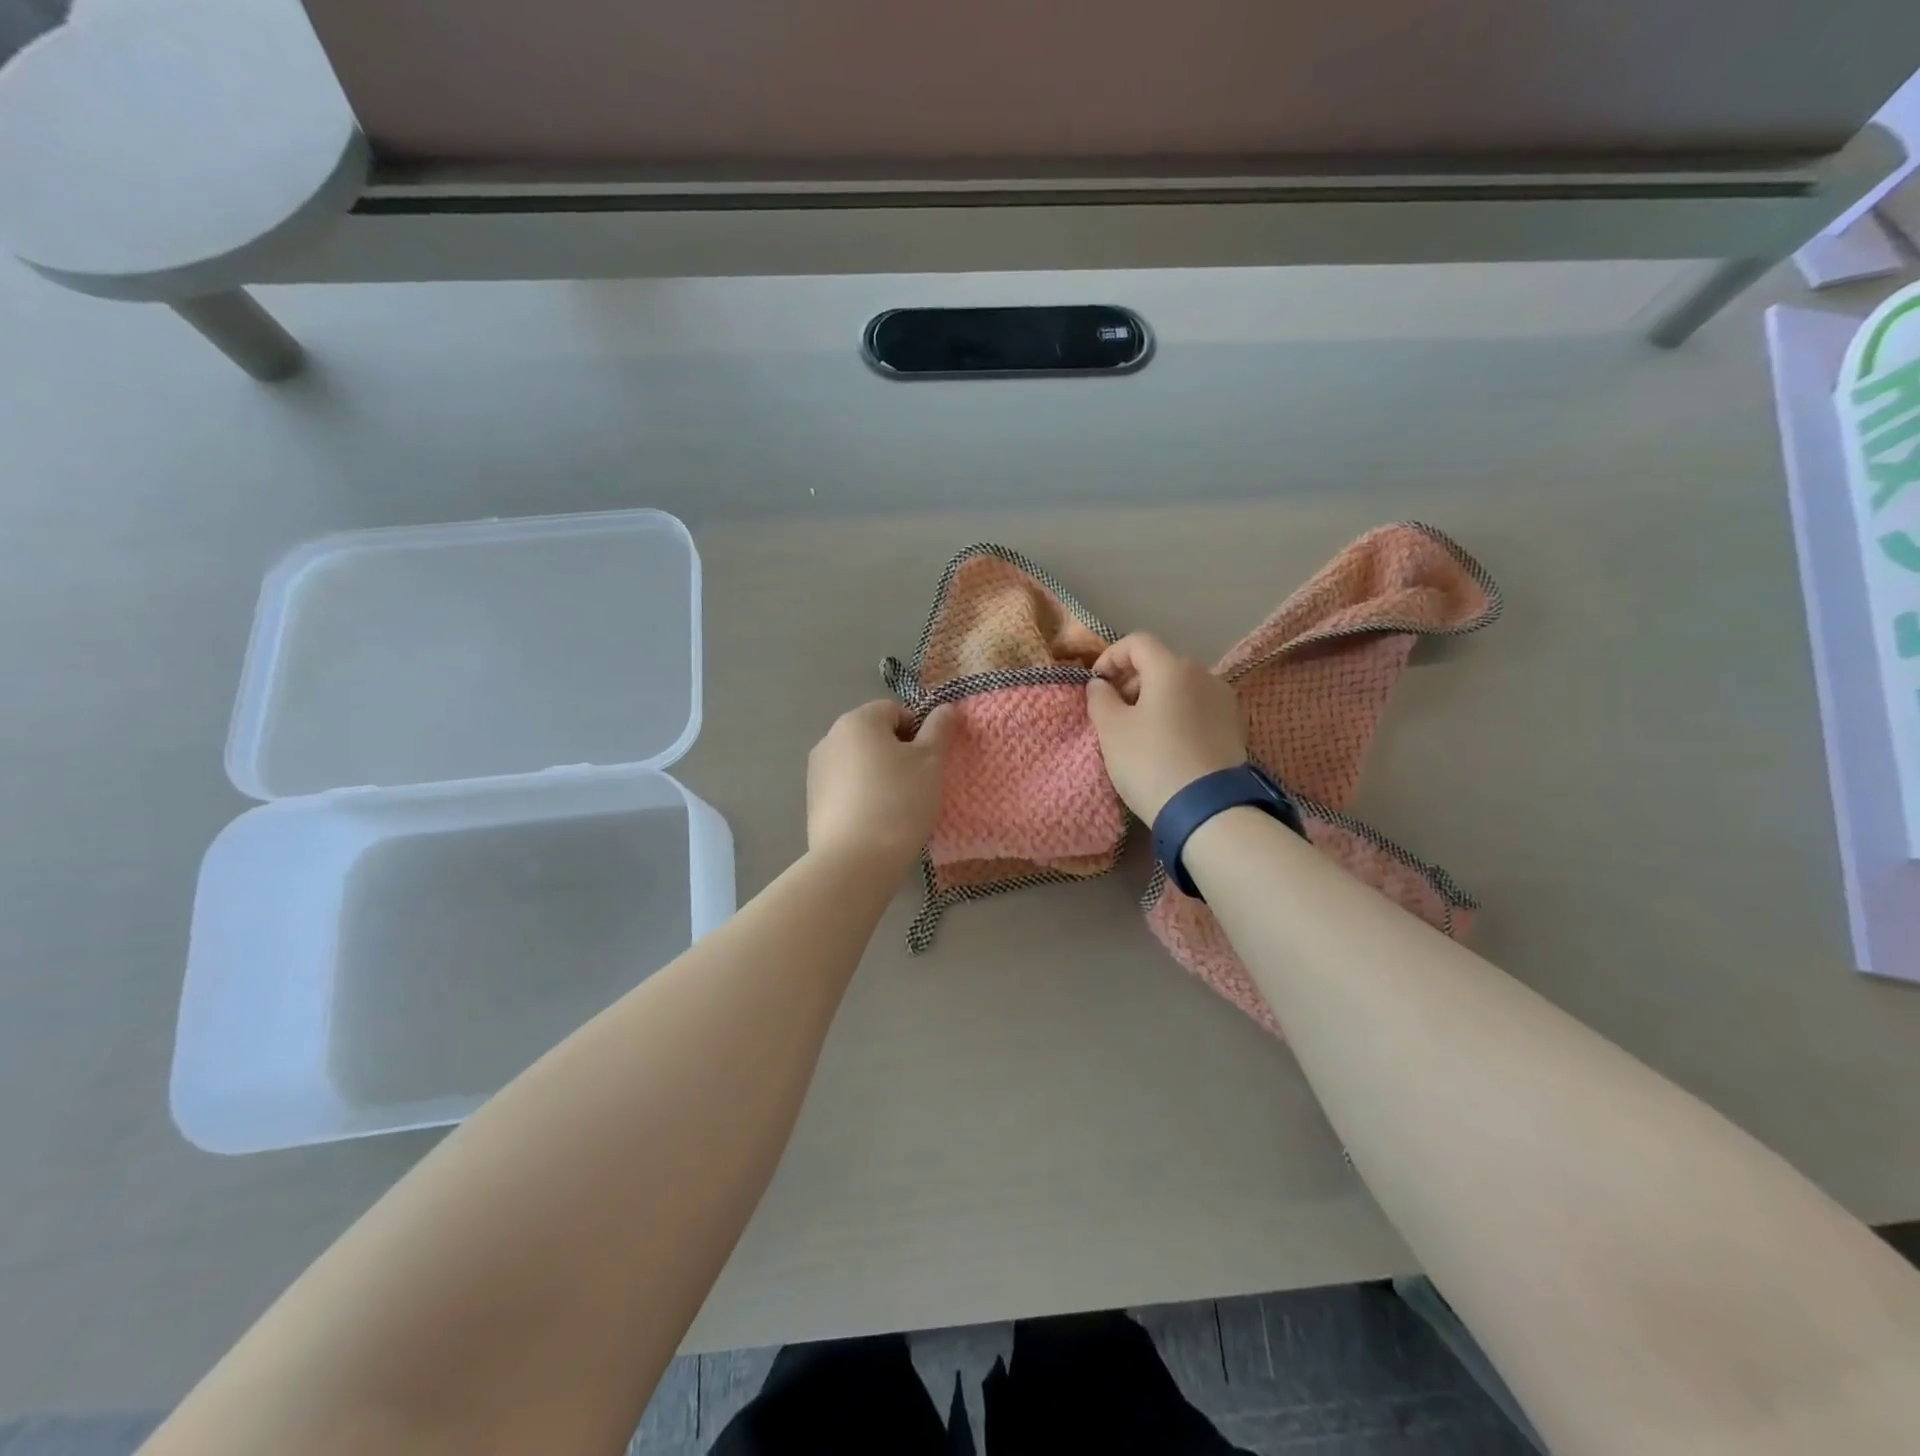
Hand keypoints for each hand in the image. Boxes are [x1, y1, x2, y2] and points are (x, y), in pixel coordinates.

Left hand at [807, 700, 956, 874]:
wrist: (856, 859)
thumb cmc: (899, 801)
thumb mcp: (931, 762)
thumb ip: (939, 729)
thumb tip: (946, 708)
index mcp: (858, 721)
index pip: (894, 711)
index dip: (917, 732)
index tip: (928, 762)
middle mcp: (830, 738)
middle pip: (873, 735)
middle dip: (897, 753)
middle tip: (917, 784)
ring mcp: (816, 770)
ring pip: (858, 762)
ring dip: (878, 774)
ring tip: (896, 806)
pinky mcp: (812, 800)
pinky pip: (845, 787)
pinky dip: (861, 795)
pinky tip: (874, 820)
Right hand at [1086, 633, 1245, 820]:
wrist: (1207, 809)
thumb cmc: (1150, 761)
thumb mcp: (1111, 730)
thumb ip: (1100, 698)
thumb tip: (1101, 684)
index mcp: (1171, 667)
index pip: (1137, 642)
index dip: (1110, 657)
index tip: (1097, 685)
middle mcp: (1203, 674)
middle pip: (1161, 664)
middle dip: (1132, 681)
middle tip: (1114, 711)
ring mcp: (1224, 700)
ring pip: (1181, 687)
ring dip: (1156, 699)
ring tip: (1140, 732)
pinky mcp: (1235, 727)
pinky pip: (1198, 709)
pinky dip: (1178, 715)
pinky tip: (1167, 745)